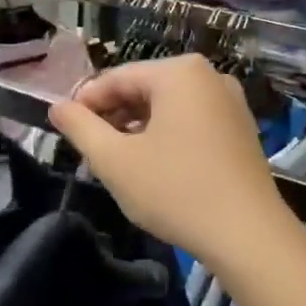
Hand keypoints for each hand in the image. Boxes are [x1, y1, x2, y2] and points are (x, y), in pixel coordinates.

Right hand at [48, 55, 290, 262]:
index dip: (85, 103)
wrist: (247, 233)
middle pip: (145, 88)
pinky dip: (167, 136)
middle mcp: (209, 75)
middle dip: (114, 116)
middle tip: (90, 150)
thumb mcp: (115, 161)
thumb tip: (57, 107)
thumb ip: (80, 128)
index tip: (64, 129)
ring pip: (169, 106)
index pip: (117, 78)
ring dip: (138, 128)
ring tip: (118, 161)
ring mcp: (230, 100)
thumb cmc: (176, 190)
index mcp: (180, 72)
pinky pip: (192, 120)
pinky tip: (154, 166)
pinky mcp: (241, 127)